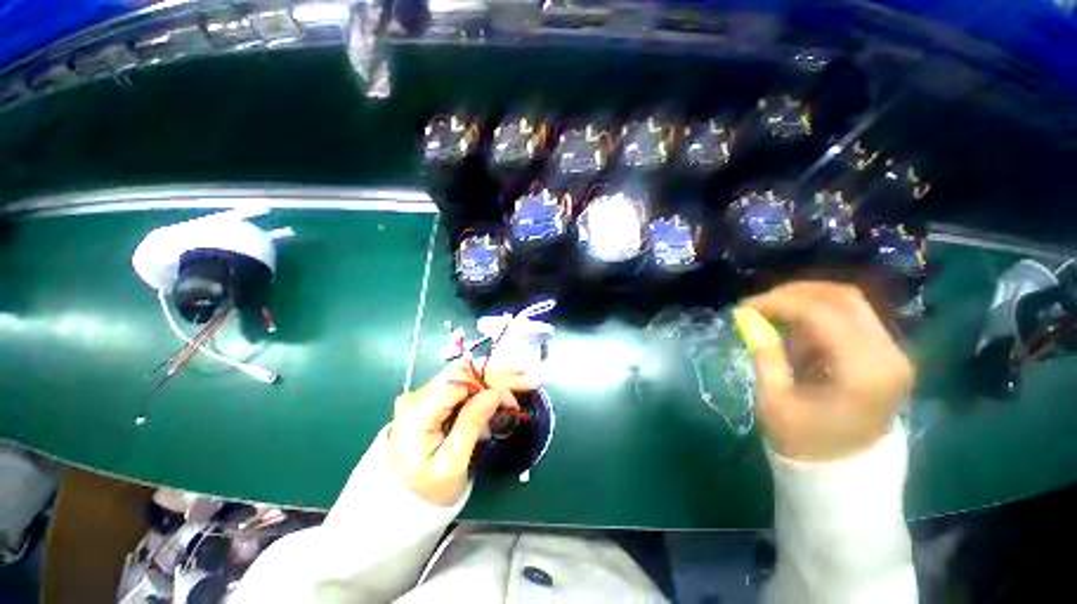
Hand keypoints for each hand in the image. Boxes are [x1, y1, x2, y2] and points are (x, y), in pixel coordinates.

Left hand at [388, 361, 537, 505]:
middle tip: (529, 378)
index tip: (512, 400)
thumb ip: (471, 424)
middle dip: (498, 374)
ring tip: (522, 378)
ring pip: (466, 375)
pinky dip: (485, 386)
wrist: (399, 502)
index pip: (459, 382)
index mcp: (418, 410)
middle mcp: (418, 395)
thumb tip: (494, 393)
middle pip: (464, 372)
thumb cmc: (426, 489)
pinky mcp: (431, 399)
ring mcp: (423, 395)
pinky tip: (503, 390)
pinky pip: (463, 385)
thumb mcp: (452, 463)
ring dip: (495, 377)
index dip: (489, 384)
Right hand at [745, 282, 913, 461]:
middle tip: (759, 303)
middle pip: (843, 297)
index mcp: (863, 372)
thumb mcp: (775, 401)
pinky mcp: (884, 353)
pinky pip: (849, 317)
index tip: (744, 307)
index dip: (778, 303)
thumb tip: (750, 319)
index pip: (822, 314)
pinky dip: (816, 315)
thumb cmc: (806, 443)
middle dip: (794, 293)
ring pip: (847, 302)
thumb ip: (766, 355)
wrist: (846, 471)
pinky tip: (794, 331)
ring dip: (804, 302)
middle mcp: (888, 354)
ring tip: (773, 317)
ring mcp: (892, 352)